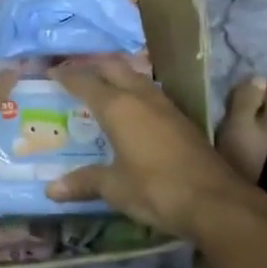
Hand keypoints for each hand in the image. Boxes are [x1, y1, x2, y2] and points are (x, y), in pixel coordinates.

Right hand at [46, 58, 266, 238]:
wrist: (215, 201)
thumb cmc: (156, 189)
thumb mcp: (114, 188)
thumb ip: (84, 182)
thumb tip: (51, 189)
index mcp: (118, 108)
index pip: (86, 82)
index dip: (67, 76)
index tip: (51, 72)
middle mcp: (141, 98)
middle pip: (114, 68)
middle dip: (93, 67)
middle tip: (75, 74)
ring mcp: (166, 107)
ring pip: (137, 77)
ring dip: (118, 76)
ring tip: (102, 86)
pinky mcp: (183, 120)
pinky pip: (151, 94)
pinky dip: (135, 92)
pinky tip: (133, 108)